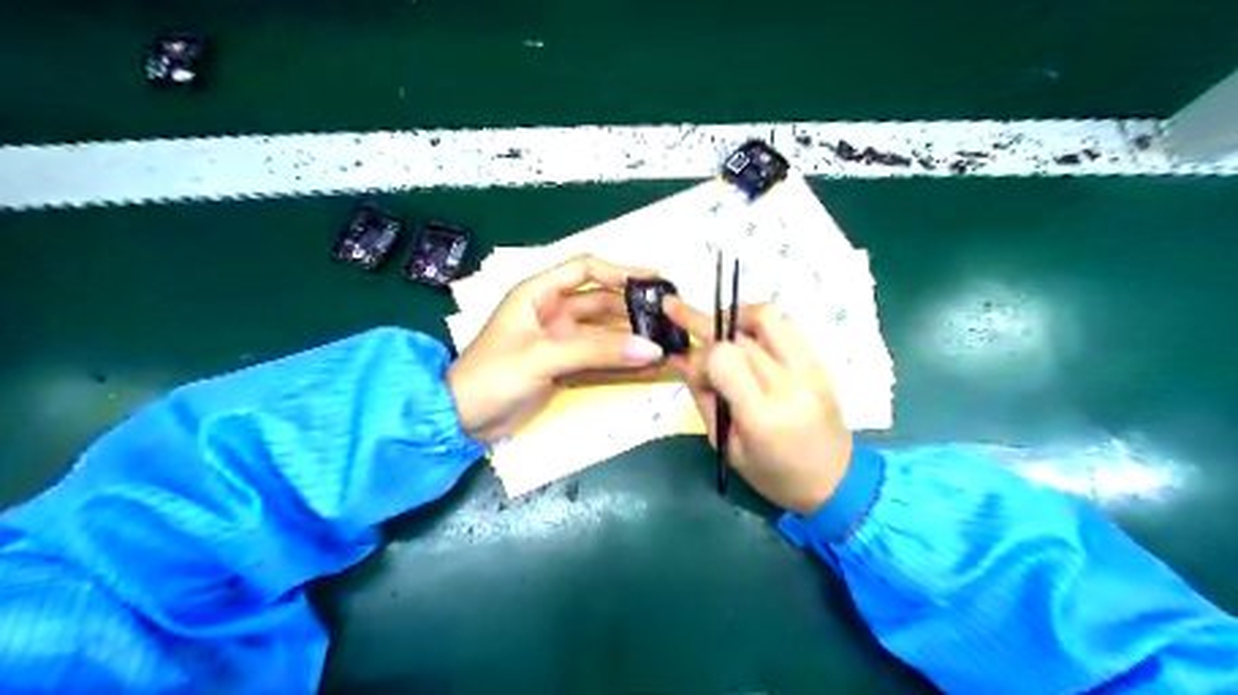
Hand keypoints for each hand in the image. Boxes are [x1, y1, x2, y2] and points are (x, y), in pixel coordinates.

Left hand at [451, 254, 666, 445]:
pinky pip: (599, 361)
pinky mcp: (564, 368)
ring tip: (666, 346)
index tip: (653, 281)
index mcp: (538, 294)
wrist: (462, 420)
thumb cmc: (494, 376)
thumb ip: (596, 351)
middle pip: (601, 303)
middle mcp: (552, 313)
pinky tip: (647, 369)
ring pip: (604, 335)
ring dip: (631, 341)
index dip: (619, 271)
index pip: (585, 269)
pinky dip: (621, 364)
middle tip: (668, 320)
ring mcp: (559, 342)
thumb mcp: (543, 357)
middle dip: (633, 311)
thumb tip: (651, 348)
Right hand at [662, 299, 856, 516]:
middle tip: (674, 308)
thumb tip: (680, 358)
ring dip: (736, 316)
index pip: (722, 358)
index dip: (699, 359)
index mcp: (763, 416)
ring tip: (719, 325)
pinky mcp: (821, 362)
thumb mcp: (728, 447)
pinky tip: (747, 336)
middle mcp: (789, 384)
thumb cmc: (775, 476)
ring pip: (768, 315)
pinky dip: (760, 324)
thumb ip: (705, 399)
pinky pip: (787, 325)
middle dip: (703, 325)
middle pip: (739, 334)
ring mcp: (810, 369)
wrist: (837, 482)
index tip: (695, 375)